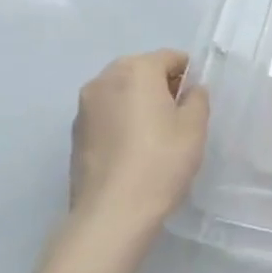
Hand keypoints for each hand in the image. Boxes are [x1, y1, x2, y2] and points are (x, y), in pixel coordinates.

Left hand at [72, 51, 208, 227]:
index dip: (188, 76)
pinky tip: (132, 151)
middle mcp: (104, 80)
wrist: (112, 214)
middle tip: (177, 118)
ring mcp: (84, 107)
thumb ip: (197, 98)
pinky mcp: (74, 134)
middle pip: (141, 70)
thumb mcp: (195, 126)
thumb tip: (189, 91)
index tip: (194, 103)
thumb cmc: (161, 162)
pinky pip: (106, 115)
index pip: (170, 58)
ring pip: (121, 92)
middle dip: (160, 86)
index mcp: (136, 70)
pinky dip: (120, 122)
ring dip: (138, 103)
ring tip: (153, 137)